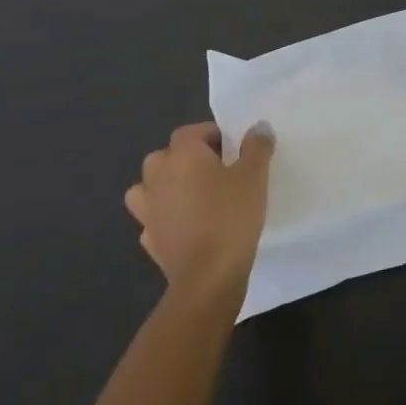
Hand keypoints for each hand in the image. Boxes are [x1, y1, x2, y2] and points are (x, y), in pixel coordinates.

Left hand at [123, 121, 274, 298]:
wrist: (208, 277)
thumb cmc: (231, 216)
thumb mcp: (255, 176)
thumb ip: (256, 147)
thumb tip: (258, 127)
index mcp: (182, 155)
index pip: (191, 131)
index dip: (212, 136)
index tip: (233, 151)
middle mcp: (157, 176)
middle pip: (166, 156)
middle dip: (187, 160)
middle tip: (216, 173)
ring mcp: (148, 210)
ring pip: (149, 187)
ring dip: (166, 187)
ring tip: (193, 197)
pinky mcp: (149, 239)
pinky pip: (153, 218)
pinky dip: (164, 217)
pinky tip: (185, 226)